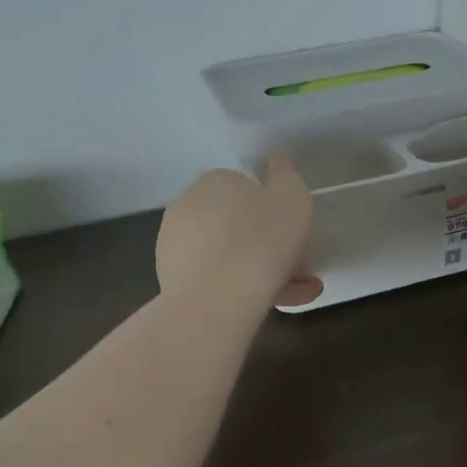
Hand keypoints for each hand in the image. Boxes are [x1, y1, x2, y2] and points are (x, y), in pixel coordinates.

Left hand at [156, 154, 321, 314]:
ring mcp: (174, 242)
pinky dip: (237, 288)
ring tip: (291, 296)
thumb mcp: (292, 199)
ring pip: (227, 254)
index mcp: (216, 179)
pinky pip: (213, 278)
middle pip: (237, 223)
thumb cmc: (261, 242)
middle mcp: (188, 203)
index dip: (273, 211)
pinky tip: (266, 306)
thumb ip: (286, 175)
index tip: (293, 234)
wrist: (215, 302)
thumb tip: (276, 159)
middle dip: (267, 245)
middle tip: (297, 270)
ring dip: (257, 270)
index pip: (248, 189)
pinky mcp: (170, 277)